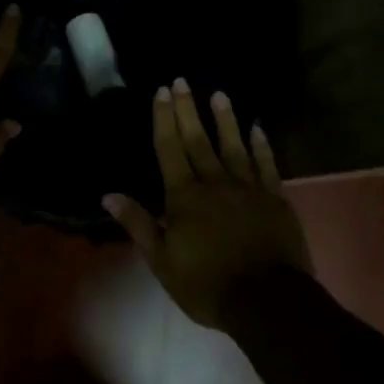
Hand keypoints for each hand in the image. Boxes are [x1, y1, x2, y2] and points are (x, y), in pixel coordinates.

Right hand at [103, 80, 310, 330]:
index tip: (161, 91)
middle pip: (198, 139)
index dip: (164, 118)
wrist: (267, 302)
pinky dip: (261, 145)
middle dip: (188, 109)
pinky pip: (266, 164)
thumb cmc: (207, 284)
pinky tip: (257, 128)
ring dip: (225, 119)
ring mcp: (248, 187)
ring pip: (233, 145)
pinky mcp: (275, 198)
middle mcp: (214, 182)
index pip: (169, 148)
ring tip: (219, 94)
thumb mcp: (162, 261)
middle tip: (182, 81)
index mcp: (184, 196)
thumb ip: (138, 224)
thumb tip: (109, 195)